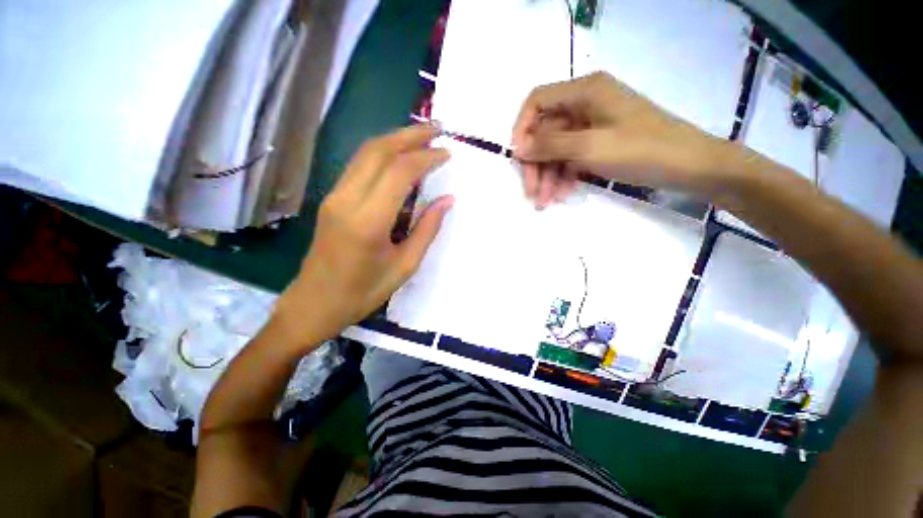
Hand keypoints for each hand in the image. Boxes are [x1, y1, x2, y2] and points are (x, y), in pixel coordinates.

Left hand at [275, 125, 452, 346]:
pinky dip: (382, 154)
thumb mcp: (404, 267)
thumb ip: (427, 230)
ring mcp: (335, 196)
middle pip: (378, 150)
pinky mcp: (332, 199)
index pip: (399, 172)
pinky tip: (400, 157)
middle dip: (410, 135)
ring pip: (365, 153)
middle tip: (437, 129)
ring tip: (422, 137)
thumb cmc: (363, 292)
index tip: (447, 153)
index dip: (426, 157)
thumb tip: (447, 200)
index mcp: (368, 221)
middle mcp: (347, 200)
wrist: (314, 303)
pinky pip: (359, 166)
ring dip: (395, 139)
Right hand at [512, 72, 729, 207]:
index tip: (518, 158)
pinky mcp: (600, 142)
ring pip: (558, 149)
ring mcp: (593, 124)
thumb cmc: (641, 150)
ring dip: (549, 176)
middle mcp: (586, 103)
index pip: (537, 101)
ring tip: (545, 202)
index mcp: (584, 91)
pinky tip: (562, 194)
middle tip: (532, 193)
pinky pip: (572, 157)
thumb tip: (518, 148)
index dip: (522, 128)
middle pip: (546, 132)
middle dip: (536, 164)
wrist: (689, 166)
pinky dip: (564, 176)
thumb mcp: (589, 147)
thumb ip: (549, 145)